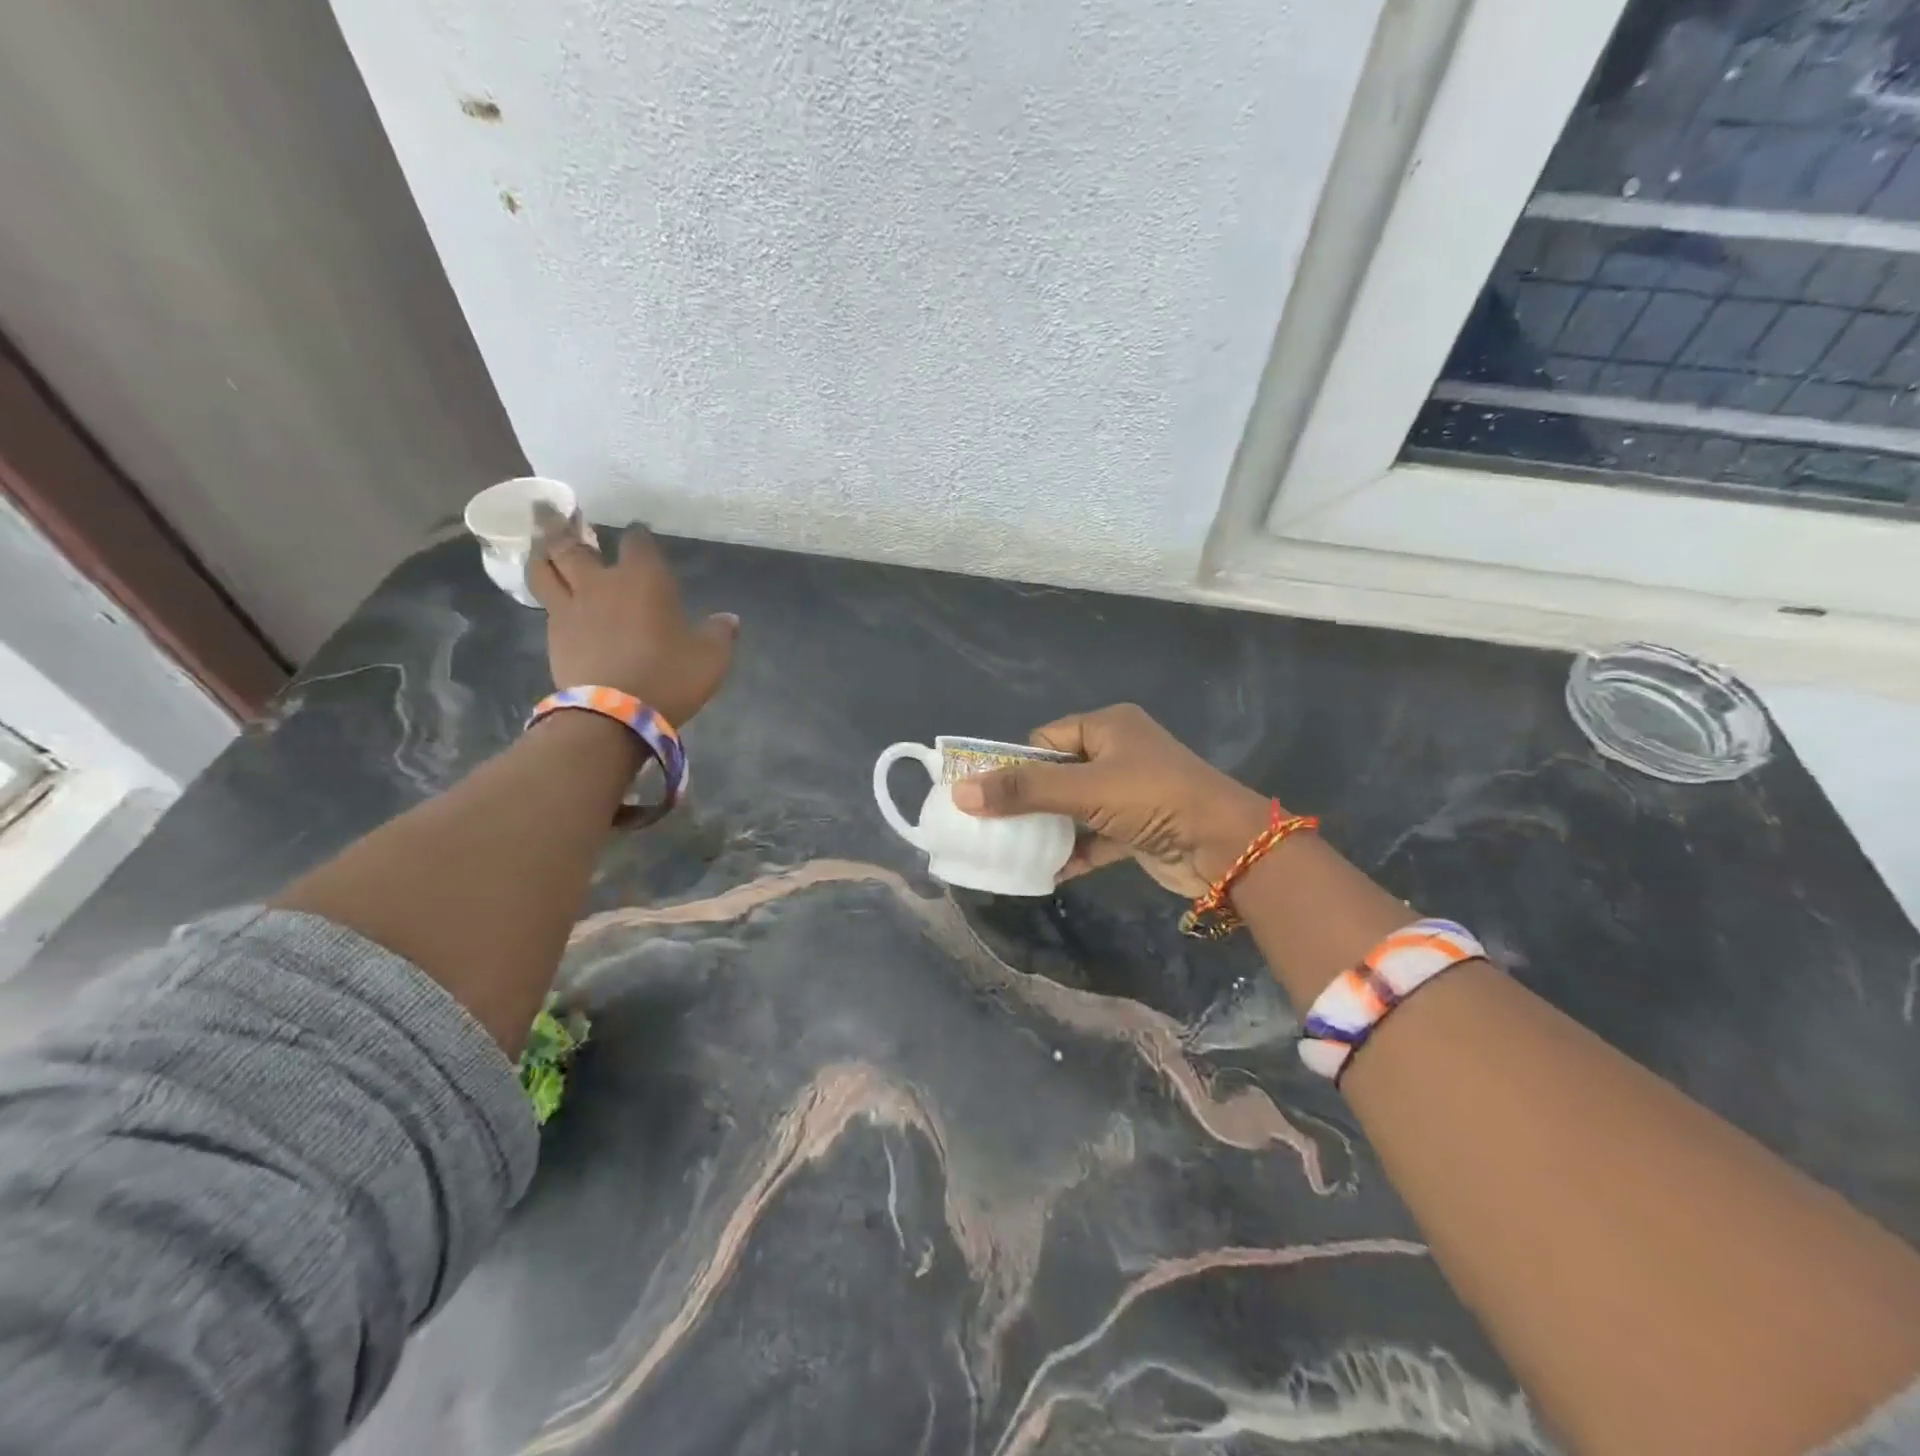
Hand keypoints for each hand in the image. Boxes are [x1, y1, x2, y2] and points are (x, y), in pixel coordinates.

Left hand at [528, 520, 737, 727]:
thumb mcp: (710, 658)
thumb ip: (719, 634)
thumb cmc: (669, 677)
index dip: (639, 536)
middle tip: (554, 510)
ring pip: (547, 567)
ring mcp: (571, 607)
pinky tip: (551, 592)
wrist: (614, 714)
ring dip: (543, 551)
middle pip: (573, 544)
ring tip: (540, 542)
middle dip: (565, 525)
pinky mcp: (554, 634)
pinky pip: (546, 601)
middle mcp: (602, 583)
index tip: (639, 533)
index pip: (638, 543)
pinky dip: (547, 589)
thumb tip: (729, 619)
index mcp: (644, 579)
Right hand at [949, 703, 1271, 897]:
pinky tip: (1045, 872)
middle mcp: (1117, 753)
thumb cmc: (1154, 799)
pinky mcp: (1135, 829)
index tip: (985, 795)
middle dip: (1027, 801)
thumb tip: (961, 793)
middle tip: (990, 825)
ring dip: (1047, 829)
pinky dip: (1073, 852)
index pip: (1045, 740)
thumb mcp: (1086, 789)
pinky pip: (1092, 837)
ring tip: (1009, 849)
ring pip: (1073, 808)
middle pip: (1057, 775)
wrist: (1225, 847)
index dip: (1015, 765)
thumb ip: (1024, 790)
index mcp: (1108, 727)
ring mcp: (1128, 793)